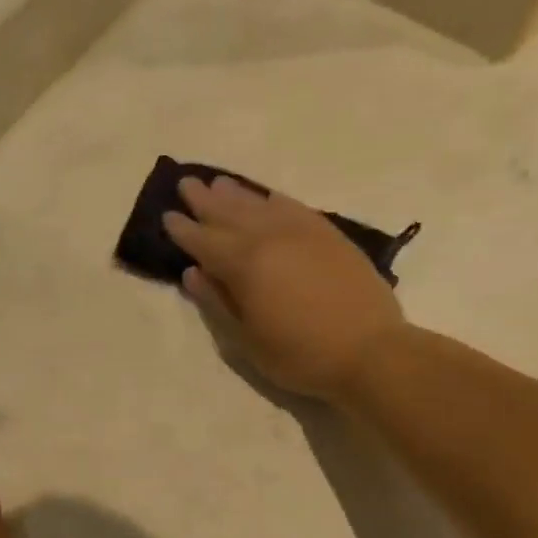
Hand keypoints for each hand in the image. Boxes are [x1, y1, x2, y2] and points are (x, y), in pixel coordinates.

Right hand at [164, 176, 406, 401]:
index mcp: (245, 265)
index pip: (205, 242)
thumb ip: (217, 303)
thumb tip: (192, 273)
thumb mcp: (247, 340)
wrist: (370, 352)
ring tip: (218, 183)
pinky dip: (275, 200)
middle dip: (205, 201)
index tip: (167, 216)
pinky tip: (267, 197)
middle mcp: (271, 238)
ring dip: (236, 194)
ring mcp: (303, 233)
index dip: (184, 230)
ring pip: (261, 205)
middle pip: (230, 214)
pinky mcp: (330, 236)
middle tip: (186, 184)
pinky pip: (295, 208)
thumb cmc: (300, 355)